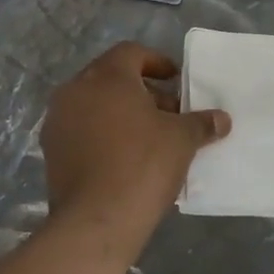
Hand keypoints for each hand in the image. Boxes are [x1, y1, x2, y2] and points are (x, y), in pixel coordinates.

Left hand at [41, 42, 229, 247]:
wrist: (96, 220)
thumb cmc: (143, 165)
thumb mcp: (182, 140)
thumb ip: (201, 123)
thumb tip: (222, 119)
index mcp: (106, 77)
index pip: (132, 53)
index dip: (157, 63)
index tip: (176, 81)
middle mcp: (75, 91)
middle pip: (112, 78)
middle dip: (142, 91)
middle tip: (169, 112)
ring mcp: (58, 121)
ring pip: (95, 105)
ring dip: (122, 114)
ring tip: (150, 137)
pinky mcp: (52, 151)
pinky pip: (82, 130)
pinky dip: (104, 135)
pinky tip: (126, 158)